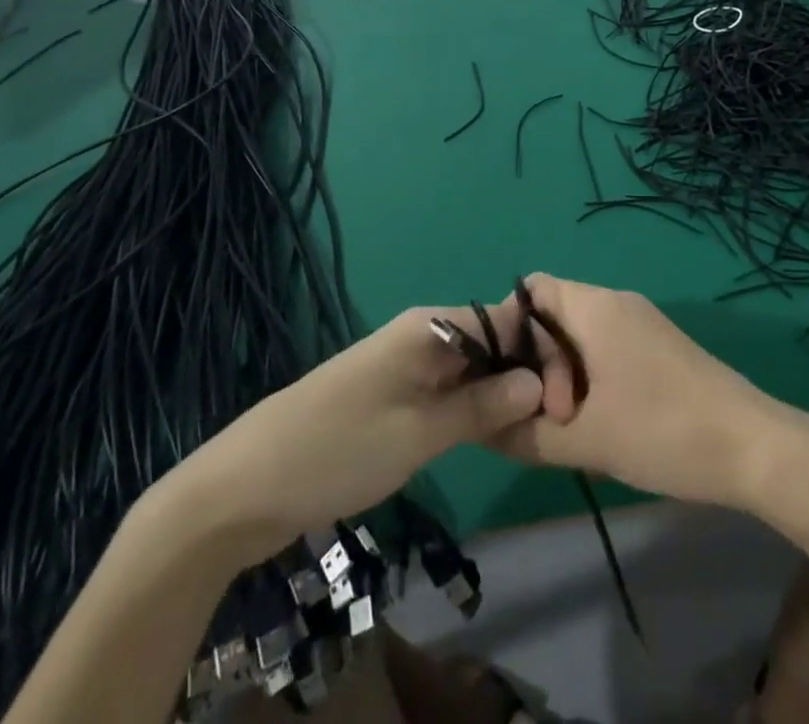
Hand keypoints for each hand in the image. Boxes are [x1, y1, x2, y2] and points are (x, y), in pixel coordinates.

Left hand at [162, 307, 543, 565]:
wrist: (241, 488)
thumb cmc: (336, 450)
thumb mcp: (418, 433)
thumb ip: (482, 406)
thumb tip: (540, 383)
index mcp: (430, 326)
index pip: (505, 321)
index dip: (540, 354)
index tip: (566, 399)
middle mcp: (421, 334)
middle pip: (490, 343)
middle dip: (524, 375)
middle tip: (554, 423)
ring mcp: (404, 364)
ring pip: (470, 368)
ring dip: (500, 394)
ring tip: (533, 431)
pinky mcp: (391, 394)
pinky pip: (446, 390)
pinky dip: (471, 408)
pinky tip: (490, 435)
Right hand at [490, 274, 808, 513]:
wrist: (753, 447)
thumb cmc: (663, 432)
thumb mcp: (585, 441)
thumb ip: (523, 433)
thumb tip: (482, 427)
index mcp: (595, 307)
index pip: (531, 289)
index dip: (507, 329)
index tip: (507, 380)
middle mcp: (617, 303)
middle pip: (553, 315)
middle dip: (538, 365)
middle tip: (552, 418)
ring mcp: (642, 323)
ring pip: (580, 337)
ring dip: (565, 378)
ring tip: (575, 429)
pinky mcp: (659, 347)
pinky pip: (606, 349)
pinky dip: (591, 380)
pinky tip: (601, 425)